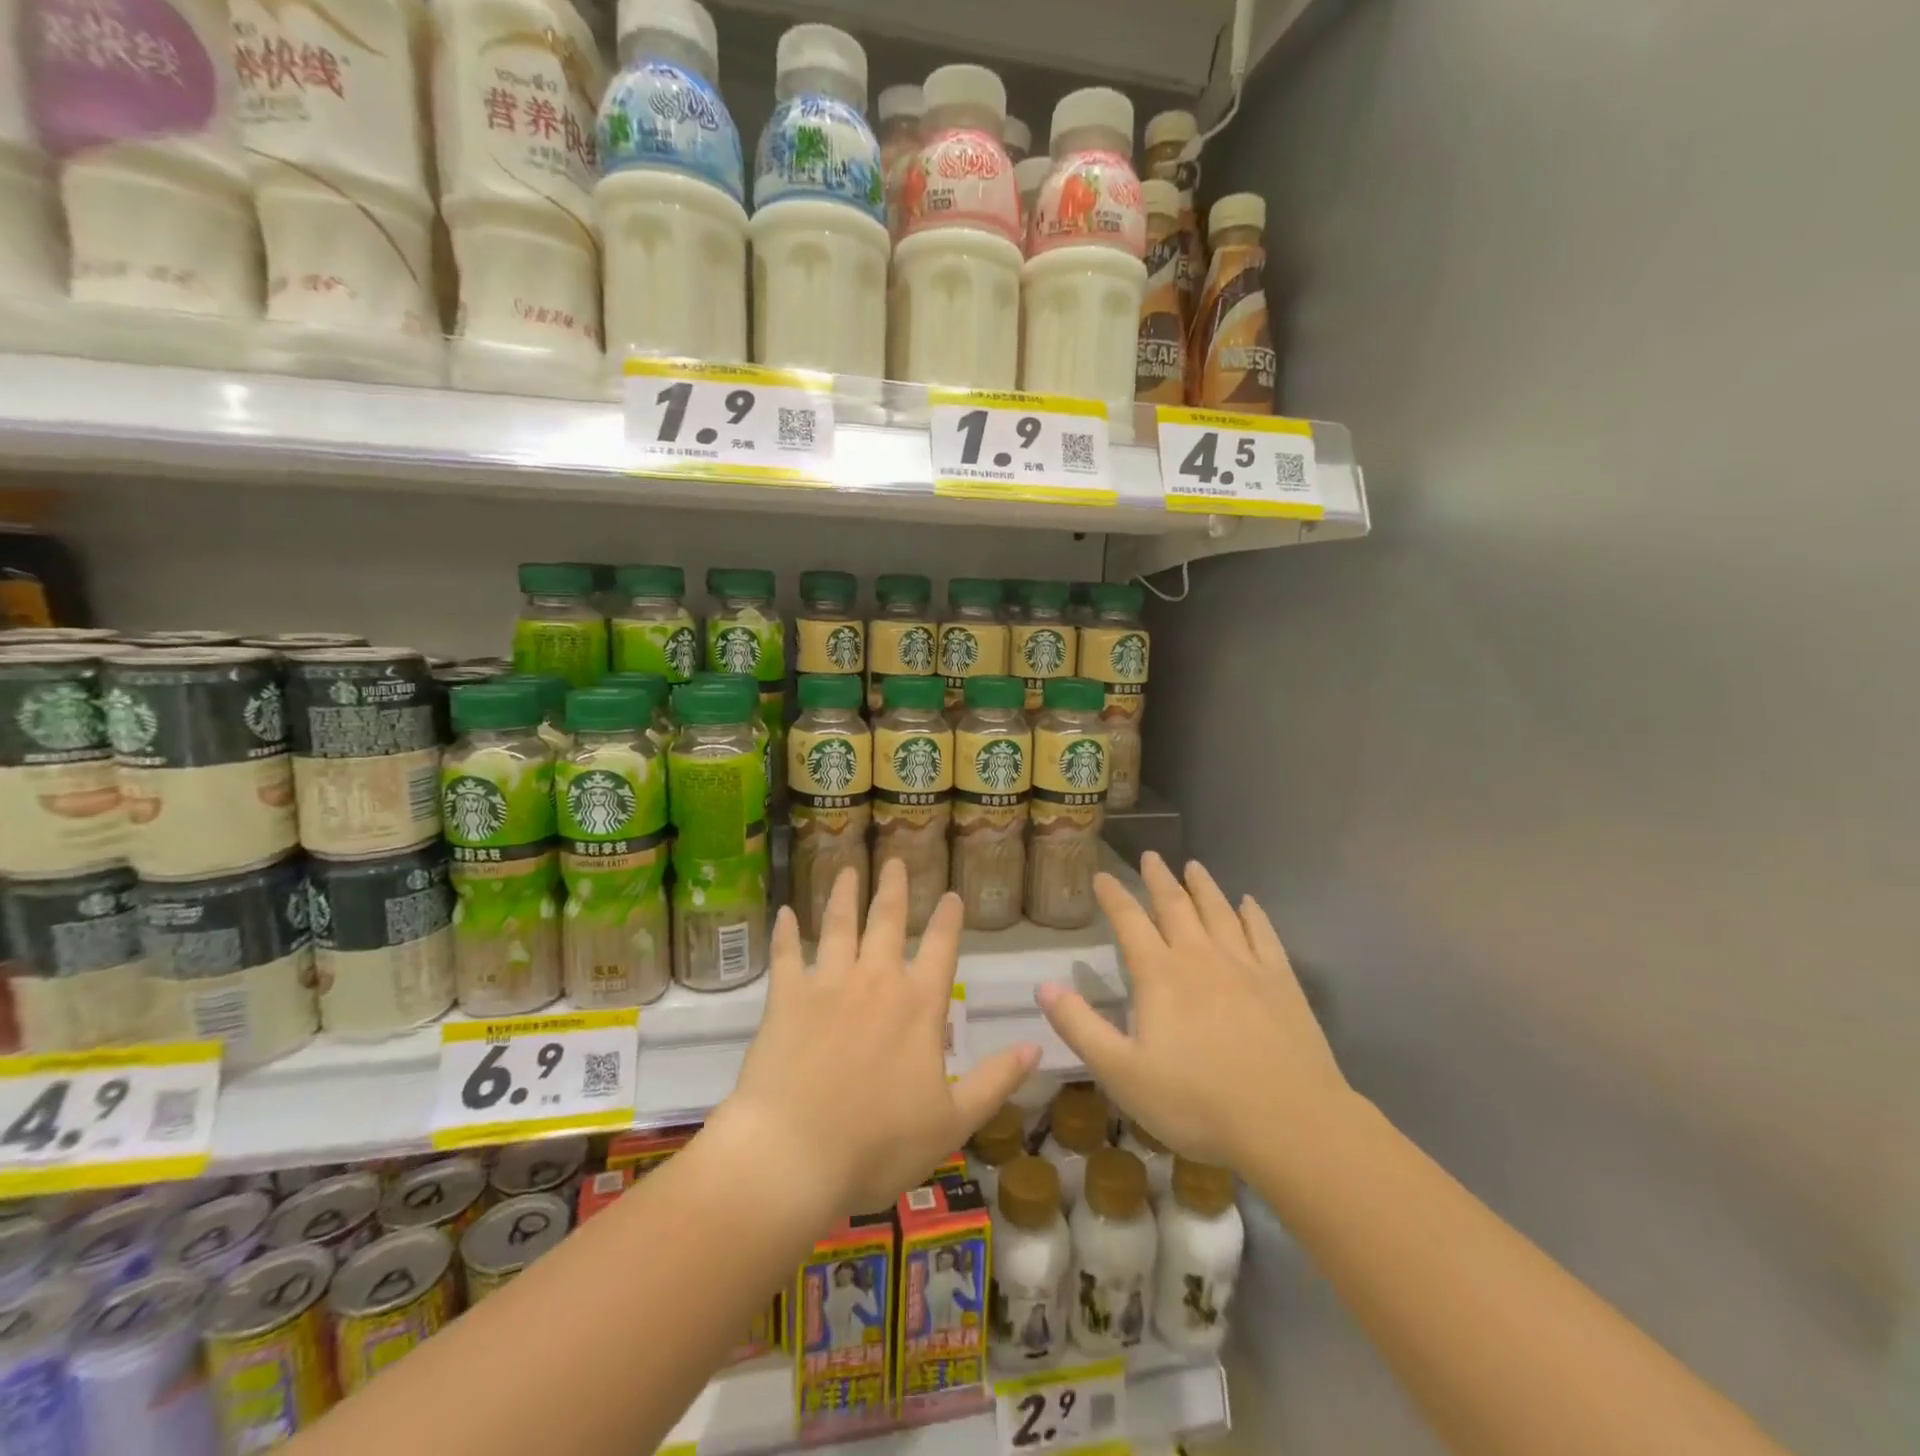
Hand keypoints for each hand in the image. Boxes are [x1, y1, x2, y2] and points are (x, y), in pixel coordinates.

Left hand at [717, 860, 1038, 1218]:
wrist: (794, 1156)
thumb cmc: (878, 1145)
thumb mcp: (952, 1123)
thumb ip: (995, 1081)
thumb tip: (1036, 1047)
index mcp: (919, 1005)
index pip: (941, 948)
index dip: (949, 919)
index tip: (951, 893)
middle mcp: (876, 980)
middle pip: (887, 920)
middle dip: (894, 887)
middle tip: (895, 860)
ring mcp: (828, 984)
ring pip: (839, 925)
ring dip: (844, 894)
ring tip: (847, 869)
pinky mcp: (786, 998)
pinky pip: (786, 955)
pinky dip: (785, 932)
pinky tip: (785, 912)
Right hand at [1036, 852, 1349, 1170]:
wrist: (1290, 1123)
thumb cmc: (1197, 1102)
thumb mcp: (1122, 1073)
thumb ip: (1080, 1027)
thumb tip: (1043, 987)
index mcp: (1160, 975)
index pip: (1130, 922)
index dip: (1114, 897)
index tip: (1102, 875)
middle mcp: (1201, 957)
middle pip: (1176, 906)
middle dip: (1159, 879)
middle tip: (1151, 855)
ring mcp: (1245, 966)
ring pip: (1219, 912)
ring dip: (1204, 886)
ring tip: (1194, 866)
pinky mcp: (1281, 982)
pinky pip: (1264, 935)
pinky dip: (1253, 915)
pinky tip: (1249, 903)